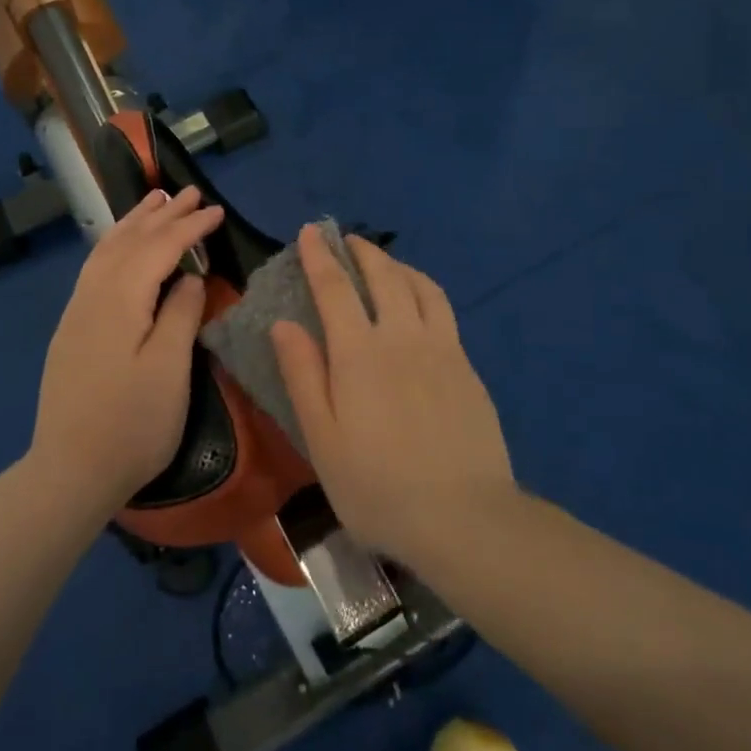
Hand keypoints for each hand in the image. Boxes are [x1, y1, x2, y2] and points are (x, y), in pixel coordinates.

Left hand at [31, 187, 224, 514]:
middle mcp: (92, 295)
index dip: (189, 226)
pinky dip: (115, 244)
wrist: (70, 471)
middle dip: (161, 214)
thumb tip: (188, 276)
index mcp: (119, 300)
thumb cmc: (131, 424)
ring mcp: (76, 312)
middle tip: (190, 191)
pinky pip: (95, 267)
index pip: (159, 248)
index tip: (217, 211)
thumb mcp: (169, 370)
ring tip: (154, 202)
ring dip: (133, 222)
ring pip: (106, 250)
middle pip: (129, 241)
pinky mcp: (71, 329)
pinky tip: (122, 246)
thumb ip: (180, 314)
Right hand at [272, 227, 514, 565]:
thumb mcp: (323, 439)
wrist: (465, 518)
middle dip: (362, 251)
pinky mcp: (467, 367)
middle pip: (383, 276)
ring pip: (420, 286)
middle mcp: (402, 337)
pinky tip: (420, 304)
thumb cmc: (378, 486)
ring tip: (384, 264)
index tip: (311, 231)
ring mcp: (442, 349)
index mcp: (360, 353)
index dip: (320, 256)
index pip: (335, 288)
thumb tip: (283, 324)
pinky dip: (424, 290)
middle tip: (347, 240)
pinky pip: (443, 310)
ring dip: (398, 265)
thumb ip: (303, 375)